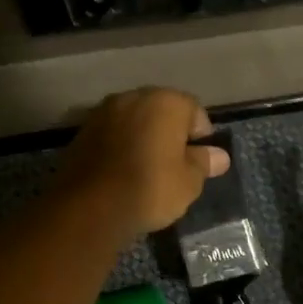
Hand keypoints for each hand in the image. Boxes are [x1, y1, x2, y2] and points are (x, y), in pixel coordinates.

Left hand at [54, 87, 229, 238]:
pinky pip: (112, 133)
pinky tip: (122, 171)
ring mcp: (104, 111)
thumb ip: (204, 163)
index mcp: (166, 102)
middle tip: (175, 163)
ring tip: (147, 168)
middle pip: (161, 110)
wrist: (90, 206)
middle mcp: (134, 97)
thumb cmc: (150, 188)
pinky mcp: (83, 130)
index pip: (194, 110)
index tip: (199, 159)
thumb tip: (219, 156)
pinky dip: (120, 145)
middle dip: (170, 131)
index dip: (200, 135)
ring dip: (143, 136)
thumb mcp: (189, 181)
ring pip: (134, 120)